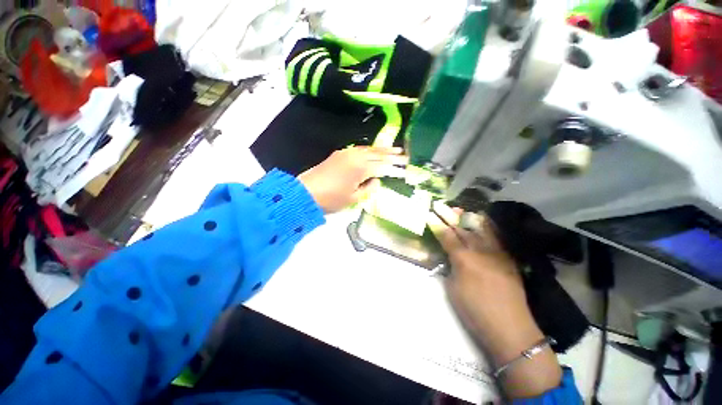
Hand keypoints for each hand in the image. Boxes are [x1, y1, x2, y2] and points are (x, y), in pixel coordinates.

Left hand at [298, 146, 406, 213]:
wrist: (306, 192)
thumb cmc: (331, 199)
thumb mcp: (353, 198)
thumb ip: (369, 188)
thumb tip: (377, 180)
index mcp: (361, 168)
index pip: (382, 166)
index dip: (394, 168)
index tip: (404, 167)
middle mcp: (356, 157)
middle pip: (378, 154)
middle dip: (391, 155)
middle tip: (404, 154)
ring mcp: (347, 153)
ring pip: (369, 149)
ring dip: (382, 150)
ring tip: (394, 149)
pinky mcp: (339, 154)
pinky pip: (359, 149)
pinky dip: (369, 150)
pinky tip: (373, 151)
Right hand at [428, 203, 561, 397]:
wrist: (510, 328)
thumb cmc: (475, 311)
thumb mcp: (452, 289)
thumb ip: (451, 267)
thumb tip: (450, 256)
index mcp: (463, 260)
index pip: (446, 237)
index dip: (437, 225)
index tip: (429, 214)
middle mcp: (480, 251)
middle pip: (462, 229)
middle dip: (449, 216)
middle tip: (441, 205)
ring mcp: (497, 253)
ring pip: (480, 229)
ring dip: (468, 218)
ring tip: (460, 209)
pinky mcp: (508, 258)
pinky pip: (497, 237)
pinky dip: (488, 226)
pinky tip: (483, 221)